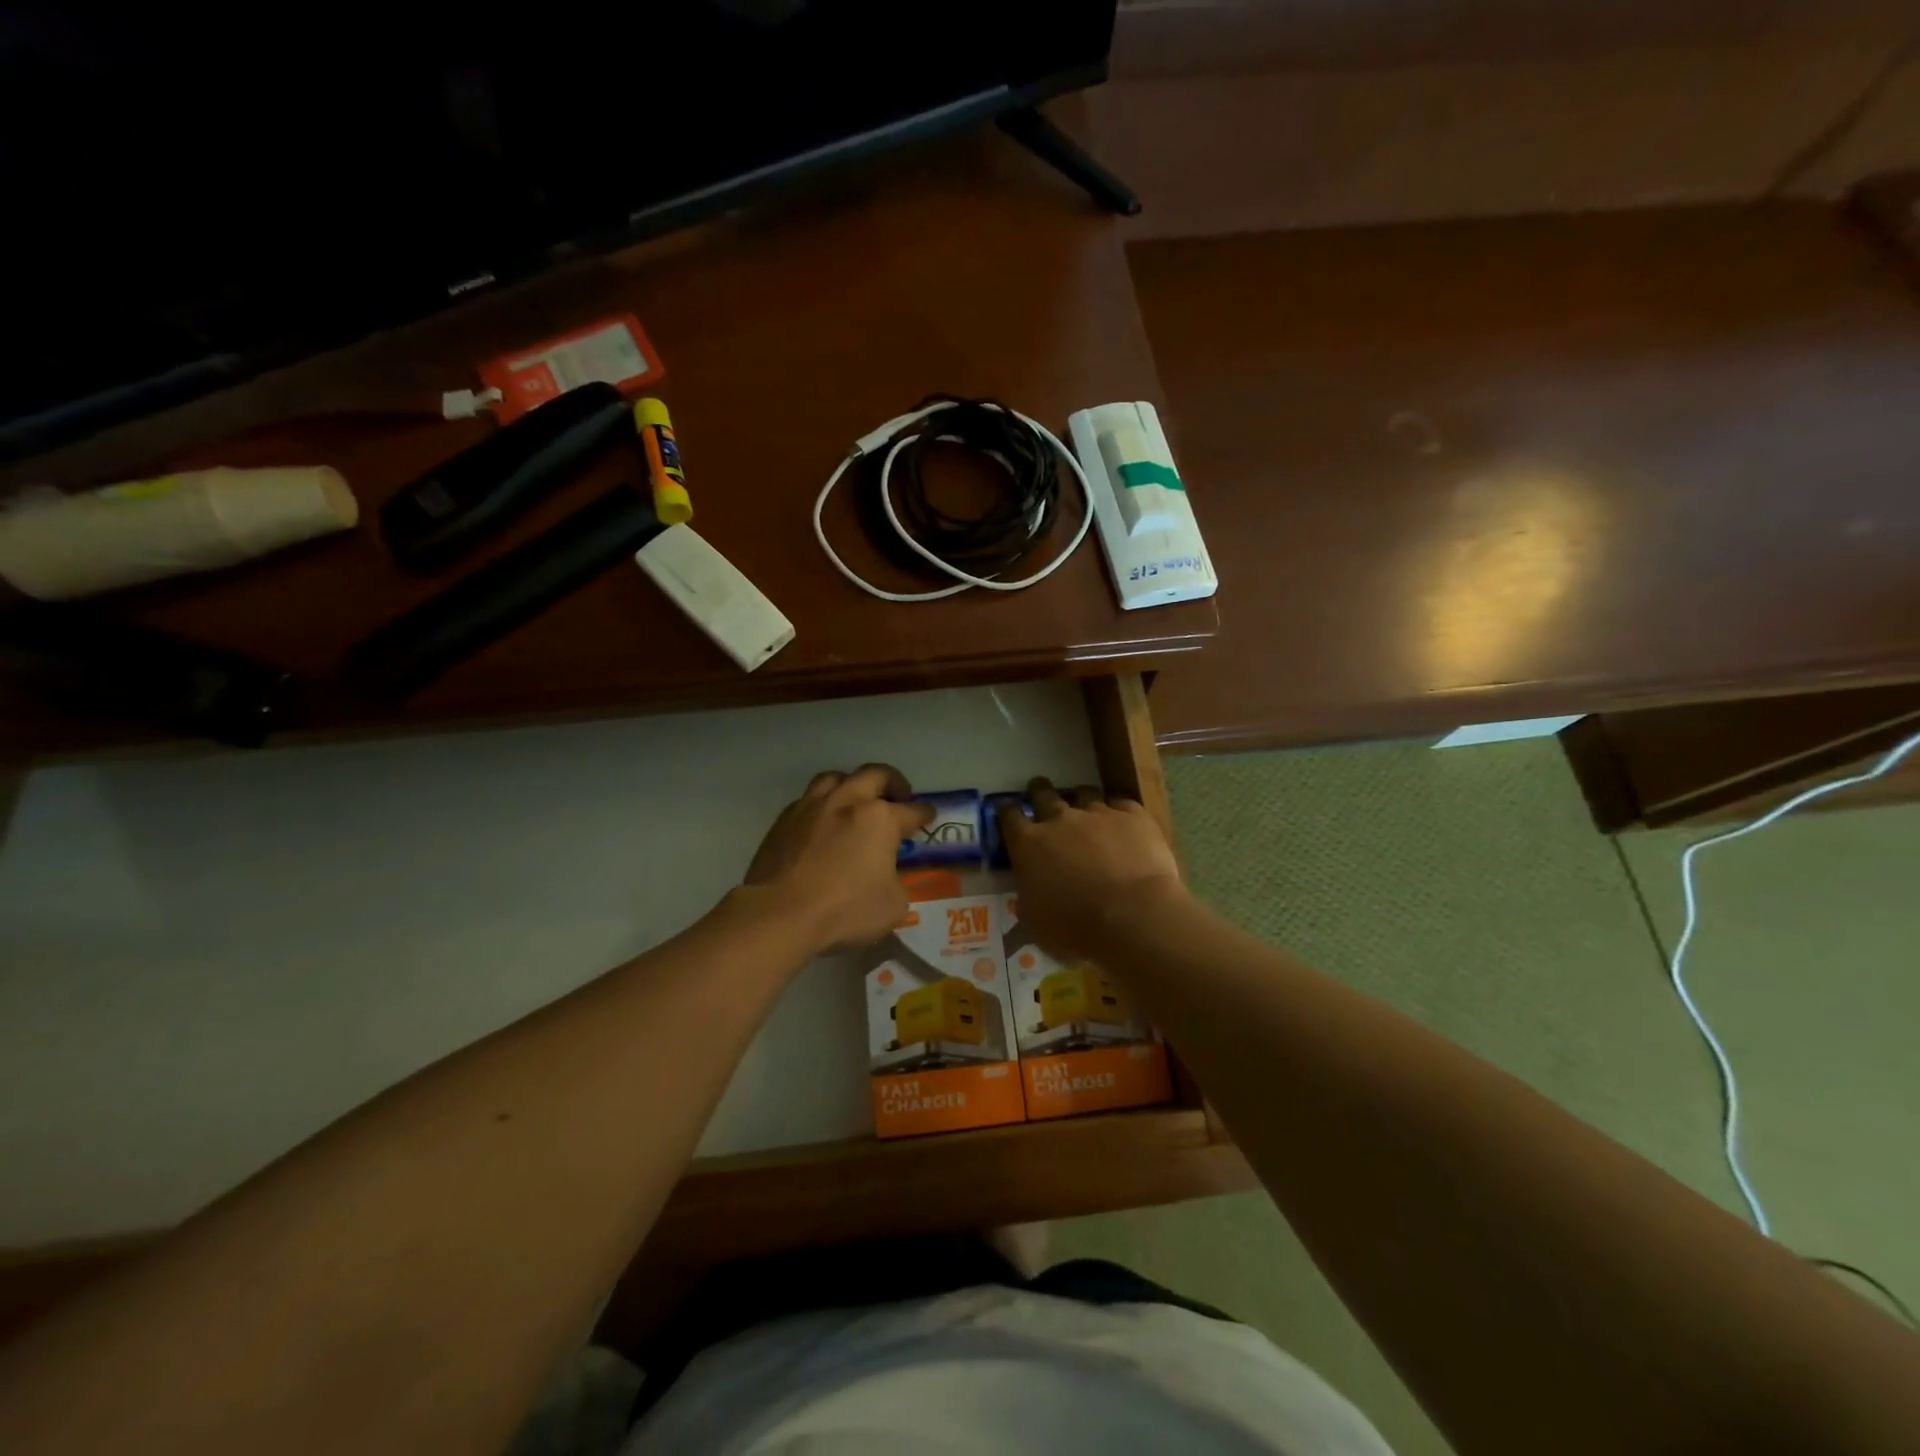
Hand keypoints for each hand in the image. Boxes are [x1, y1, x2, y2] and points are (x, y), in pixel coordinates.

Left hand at [742, 765, 933, 954]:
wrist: (780, 914)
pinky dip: (822, 805)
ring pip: (836, 777)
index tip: (928, 815)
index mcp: (880, 818)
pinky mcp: (784, 819)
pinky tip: (823, 822)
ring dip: (852, 784)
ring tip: (856, 800)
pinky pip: (809, 799)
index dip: (924, 813)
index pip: (912, 810)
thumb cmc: (845, 910)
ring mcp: (812, 806)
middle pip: (876, 775)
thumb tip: (887, 876)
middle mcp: (848, 801)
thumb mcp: (892, 905)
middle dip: (893, 782)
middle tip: (898, 796)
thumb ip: (896, 881)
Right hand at [996, 776, 1185, 961]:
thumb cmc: (1074, 929)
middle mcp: (1060, 821)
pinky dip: (1119, 811)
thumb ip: (1029, 898)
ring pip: (1085, 794)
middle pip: (1044, 794)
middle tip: (1039, 791)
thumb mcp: (1034, 923)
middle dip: (1039, 791)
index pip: (1010, 817)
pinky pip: (1122, 804)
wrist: (1132, 916)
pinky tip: (1122, 821)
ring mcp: (1099, 814)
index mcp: (1029, 845)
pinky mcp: (1134, 817)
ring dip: (1081, 800)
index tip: (1008, 809)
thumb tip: (1031, 892)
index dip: (1007, 811)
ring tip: (1085, 806)